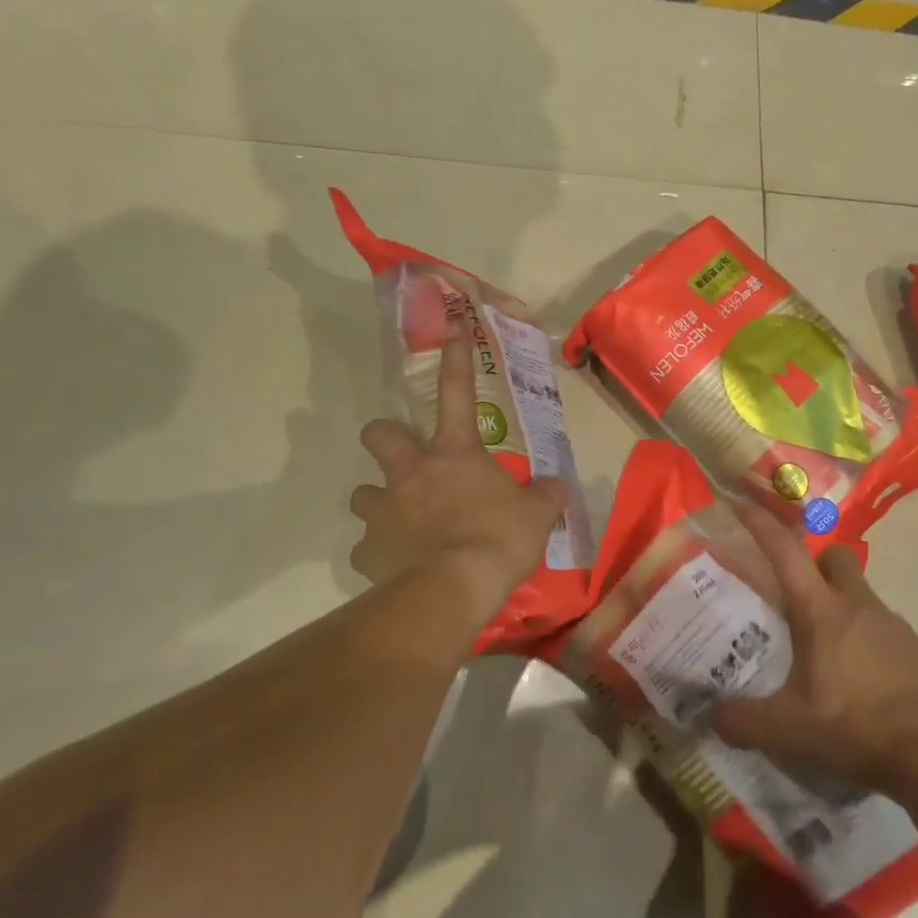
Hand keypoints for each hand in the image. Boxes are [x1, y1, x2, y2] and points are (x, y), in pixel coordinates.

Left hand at [349, 326, 569, 627]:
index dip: (456, 360)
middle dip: (384, 438)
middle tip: (403, 459)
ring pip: (362, 494)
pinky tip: (395, 565)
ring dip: (379, 503)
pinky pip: (366, 549)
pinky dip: (378, 554)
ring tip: (399, 522)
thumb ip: (545, 495)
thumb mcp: (537, 515)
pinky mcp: (368, 552)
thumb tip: (556, 487)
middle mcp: (410, 473)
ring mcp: (383, 511)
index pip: (457, 393)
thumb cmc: (499, 538)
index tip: (452, 330)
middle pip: (378, 435)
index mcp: (454, 454)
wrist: (455, 587)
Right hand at [713, 504, 917, 800]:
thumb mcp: (790, 732)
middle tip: (789, 592)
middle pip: (832, 556)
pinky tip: (853, 675)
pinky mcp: (915, 648)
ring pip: (857, 591)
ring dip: (836, 602)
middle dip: (810, 561)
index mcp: (822, 610)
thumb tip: (712, 715)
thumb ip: (742, 722)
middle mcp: (858, 604)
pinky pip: (879, 624)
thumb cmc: (858, 728)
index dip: (760, 523)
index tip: (739, 503)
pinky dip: (861, 635)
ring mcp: (892, 624)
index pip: (785, 550)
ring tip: (818, 645)